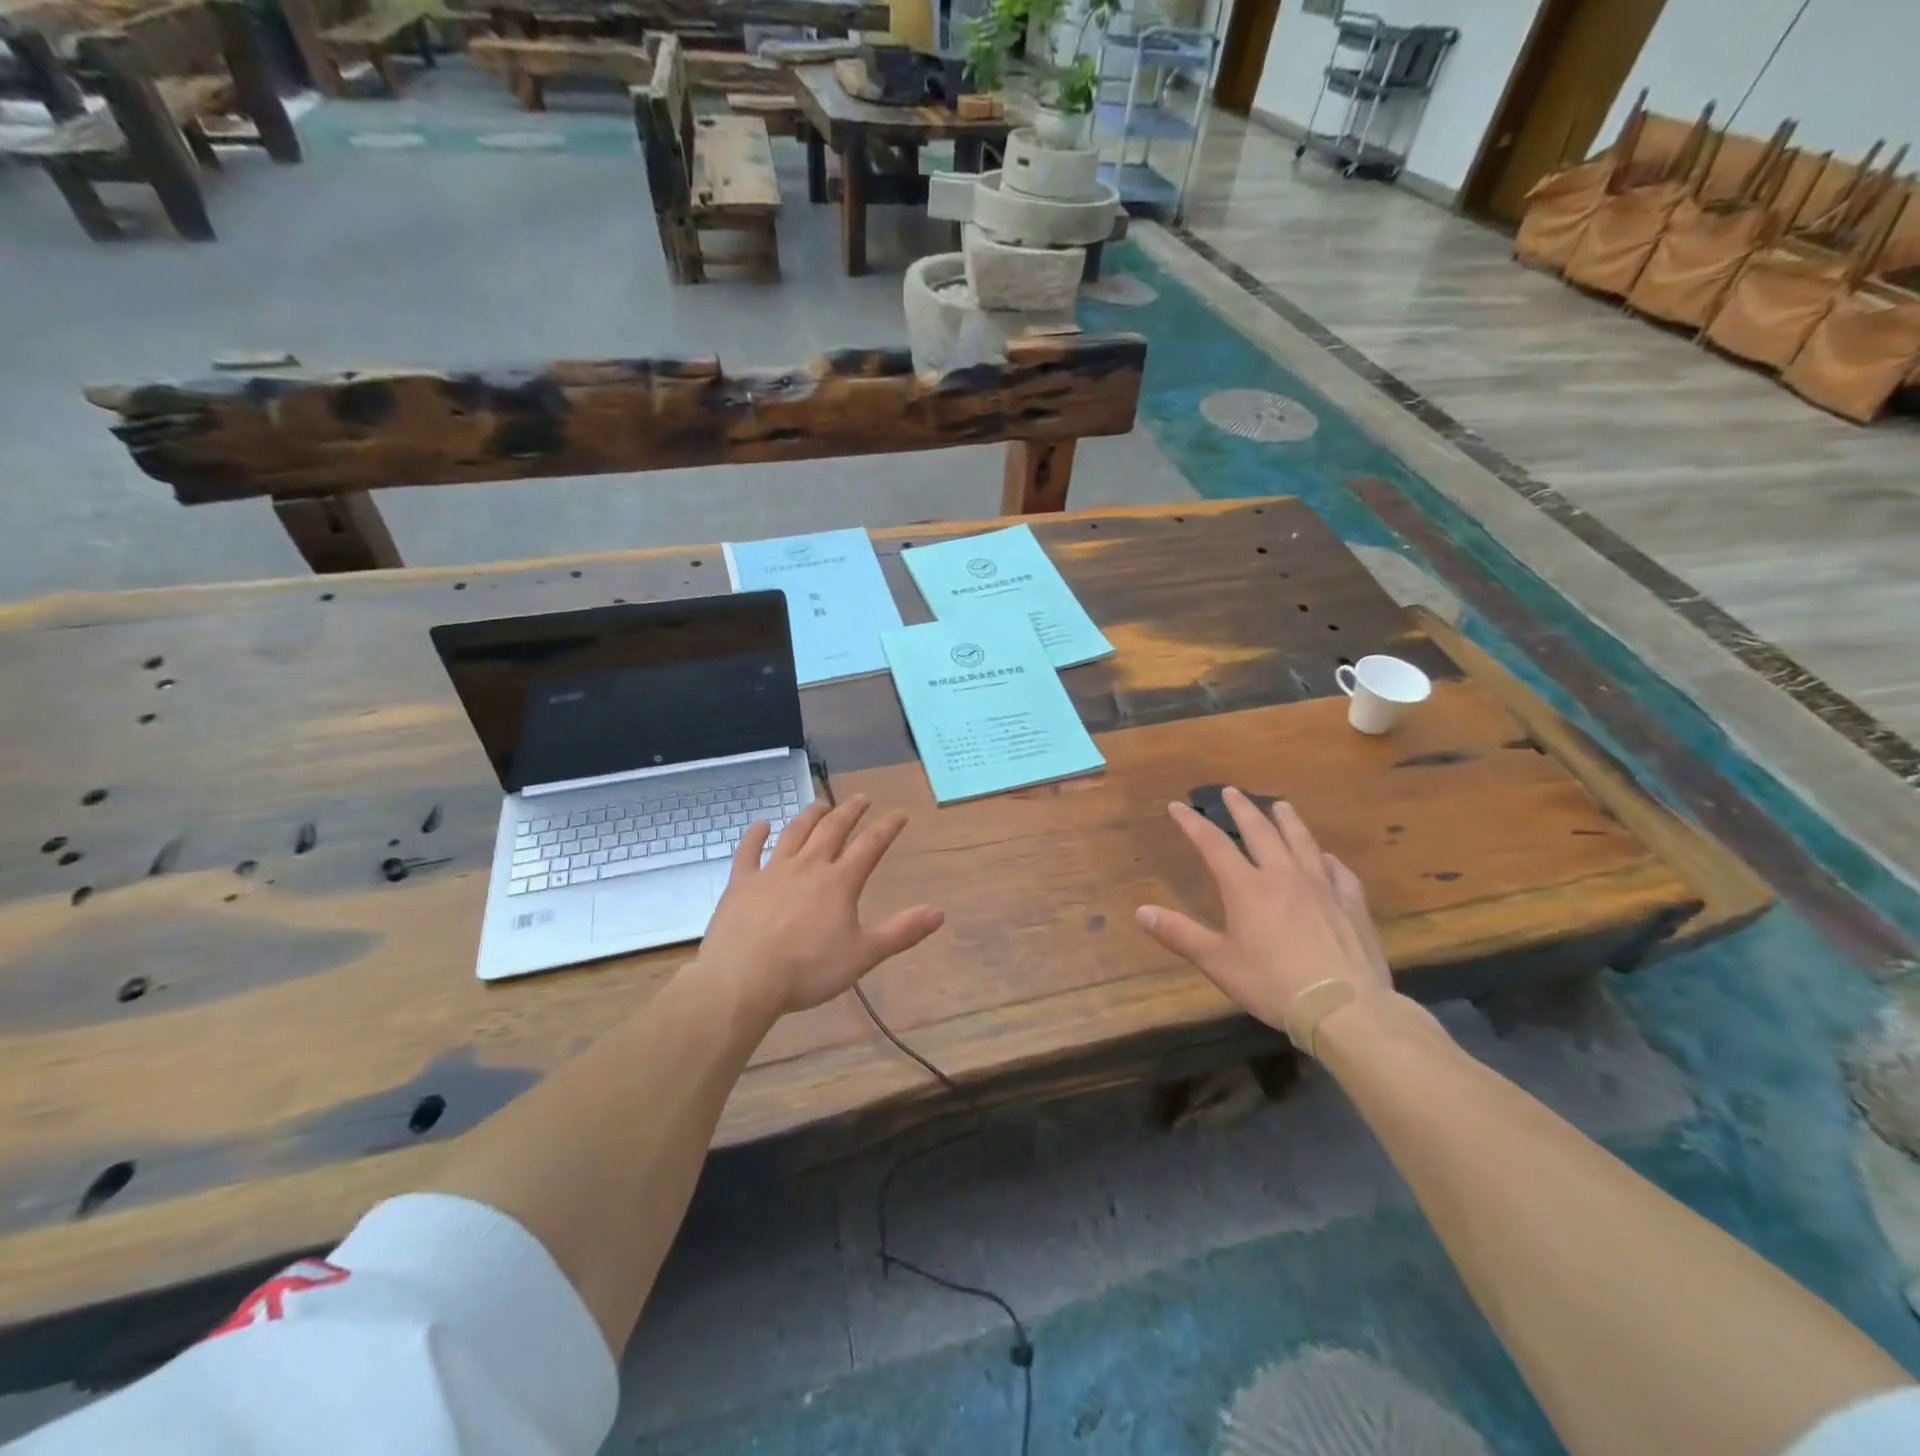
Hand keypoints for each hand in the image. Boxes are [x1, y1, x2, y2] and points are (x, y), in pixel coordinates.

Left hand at [699, 794, 944, 1019]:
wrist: (744, 979)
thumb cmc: (808, 970)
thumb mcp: (863, 955)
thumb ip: (902, 932)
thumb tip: (939, 912)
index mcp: (839, 882)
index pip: (870, 846)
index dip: (887, 827)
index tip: (899, 812)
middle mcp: (808, 866)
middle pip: (832, 830)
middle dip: (850, 811)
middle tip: (861, 798)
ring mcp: (771, 871)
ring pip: (794, 833)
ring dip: (810, 816)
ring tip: (821, 804)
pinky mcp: (742, 882)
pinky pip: (748, 851)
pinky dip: (755, 835)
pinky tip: (761, 824)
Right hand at [1135, 788, 1389, 1033]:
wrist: (1345, 1007)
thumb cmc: (1272, 984)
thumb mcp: (1217, 962)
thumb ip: (1179, 934)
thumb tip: (1141, 911)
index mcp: (1247, 887)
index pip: (1213, 844)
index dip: (1193, 823)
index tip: (1178, 806)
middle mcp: (1283, 876)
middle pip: (1260, 831)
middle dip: (1242, 809)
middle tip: (1232, 791)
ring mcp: (1322, 886)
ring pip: (1302, 841)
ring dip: (1288, 820)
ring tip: (1281, 805)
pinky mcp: (1351, 904)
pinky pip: (1339, 871)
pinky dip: (1328, 859)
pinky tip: (1327, 858)